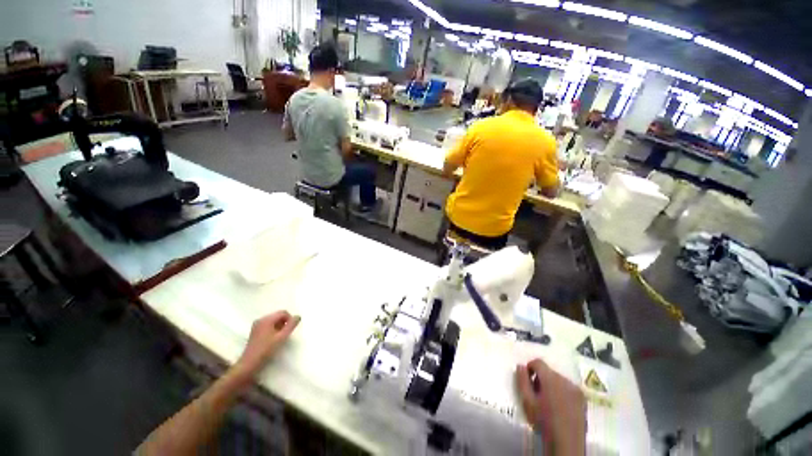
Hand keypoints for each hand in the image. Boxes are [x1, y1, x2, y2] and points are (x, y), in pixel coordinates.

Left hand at [235, 311, 300, 377]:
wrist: (249, 364)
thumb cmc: (266, 350)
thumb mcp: (282, 337)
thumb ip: (291, 325)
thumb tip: (298, 316)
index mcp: (267, 319)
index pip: (283, 312)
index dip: (290, 319)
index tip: (290, 330)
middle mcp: (261, 319)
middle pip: (278, 316)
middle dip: (284, 323)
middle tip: (285, 334)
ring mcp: (256, 325)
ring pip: (273, 321)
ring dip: (279, 326)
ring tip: (279, 338)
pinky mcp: (254, 331)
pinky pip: (268, 325)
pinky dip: (273, 329)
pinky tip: (272, 339)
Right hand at [516, 359, 586, 455]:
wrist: (566, 444)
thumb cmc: (544, 422)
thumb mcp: (527, 401)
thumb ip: (522, 381)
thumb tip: (520, 366)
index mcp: (551, 379)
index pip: (538, 362)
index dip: (530, 367)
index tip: (526, 380)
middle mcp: (565, 380)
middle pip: (549, 371)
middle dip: (540, 378)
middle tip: (536, 394)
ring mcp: (576, 389)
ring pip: (559, 379)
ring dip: (551, 385)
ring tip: (547, 402)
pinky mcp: (583, 399)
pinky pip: (568, 388)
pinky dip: (561, 392)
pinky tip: (559, 407)